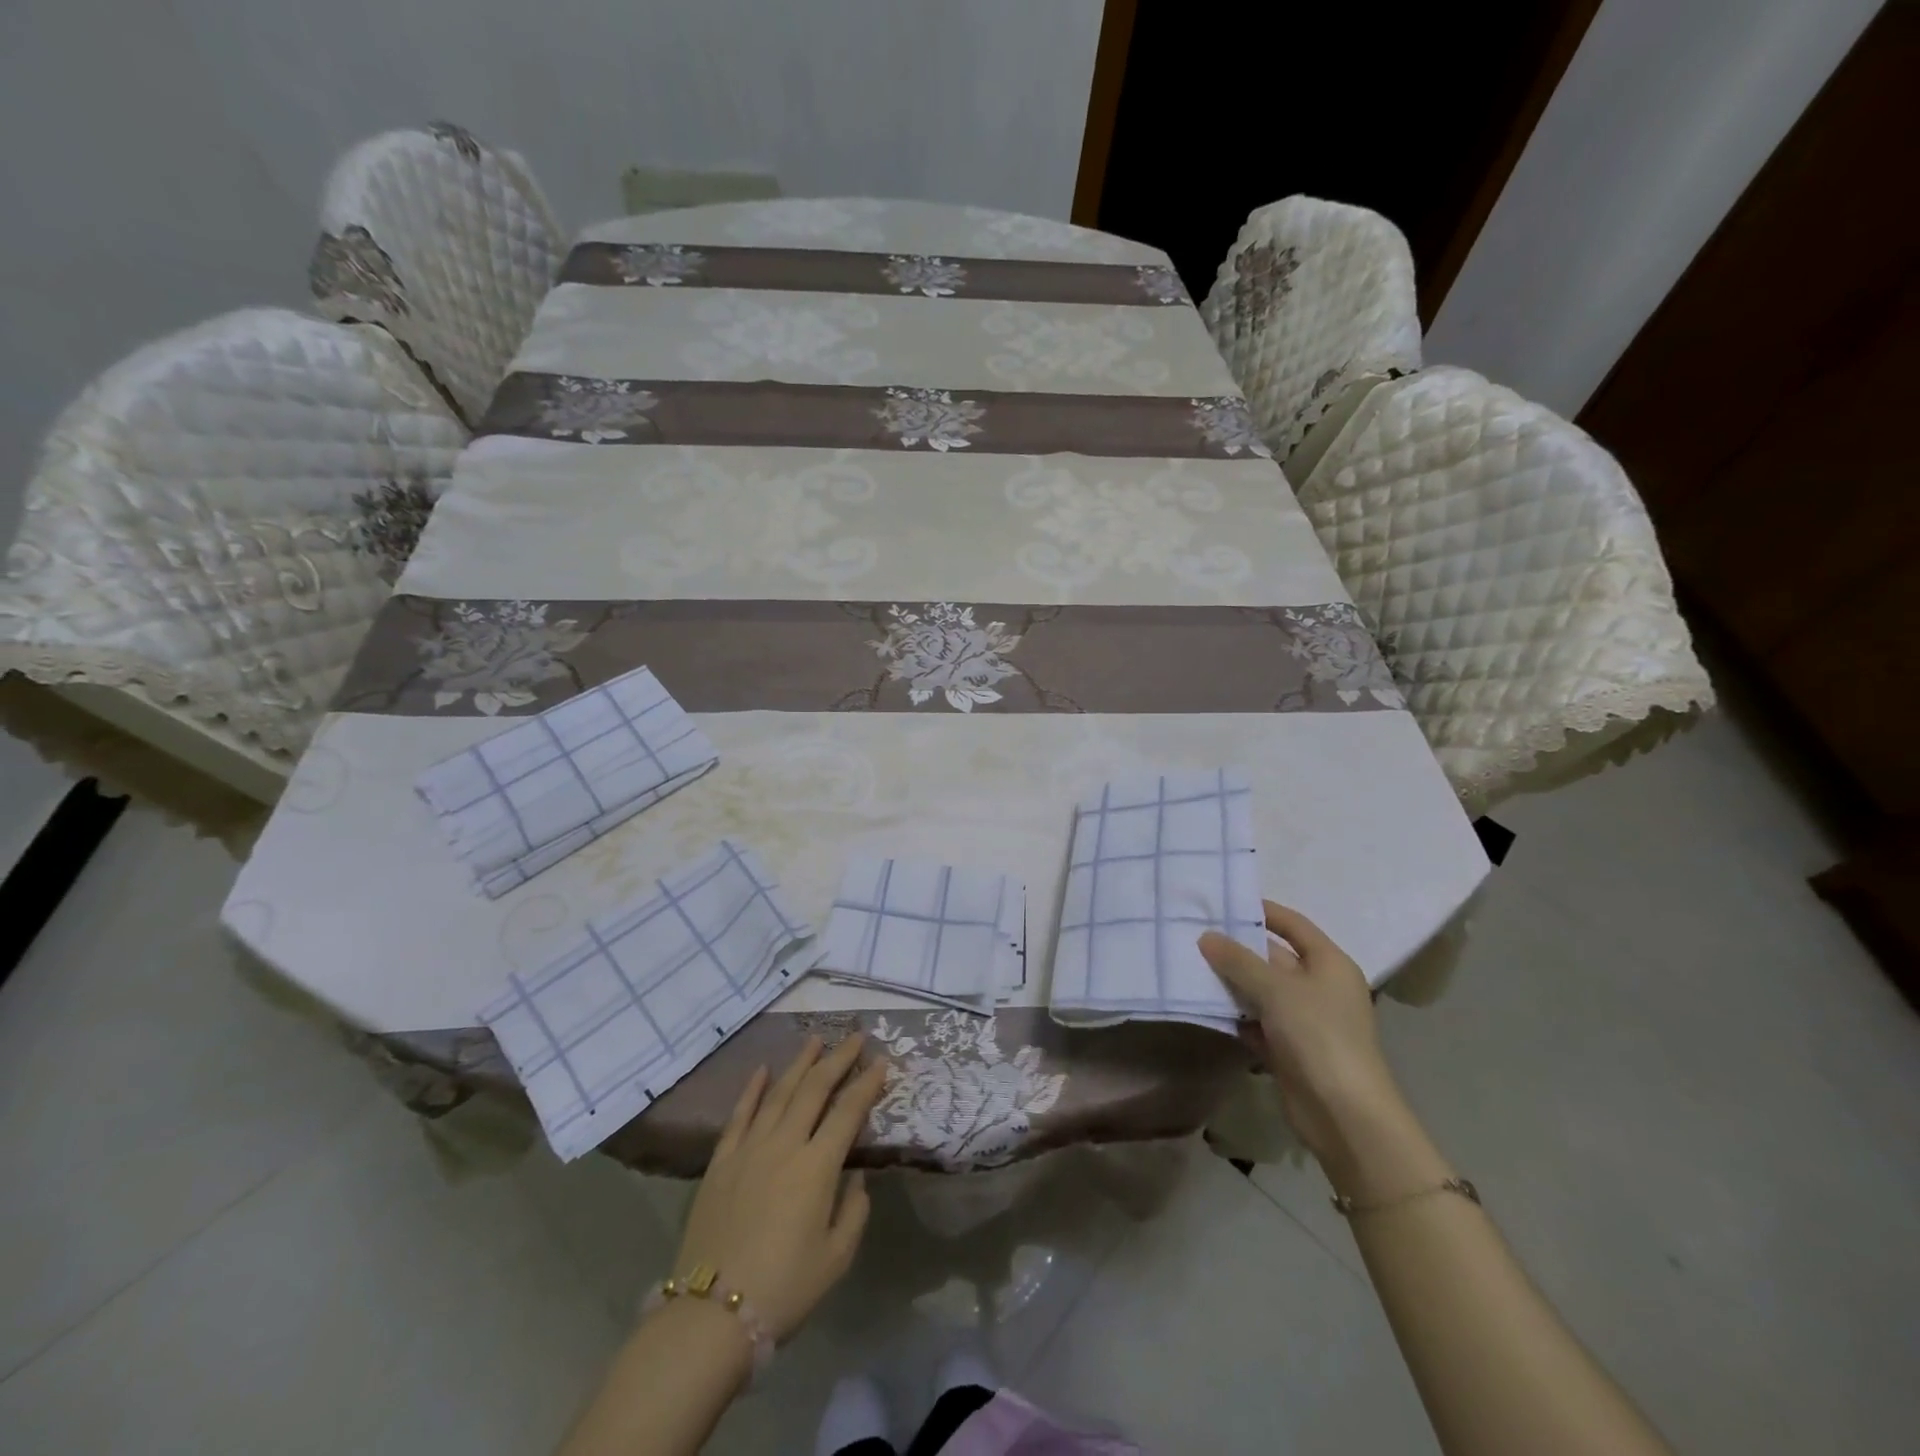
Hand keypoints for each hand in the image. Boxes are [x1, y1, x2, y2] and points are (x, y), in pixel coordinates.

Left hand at [668, 1035, 887, 1341]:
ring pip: (779, 1093)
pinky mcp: (720, 1162)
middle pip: (815, 1089)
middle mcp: (784, 1145)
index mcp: (817, 1167)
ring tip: (815, 1039)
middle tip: (855, 1036)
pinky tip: (763, 1070)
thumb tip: (856, 1180)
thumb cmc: (784, 1290)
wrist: (710, 1317)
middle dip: (838, 1059)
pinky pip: (740, 1115)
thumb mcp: (835, 1259)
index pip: (848, 1111)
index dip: (867, 1083)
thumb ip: (853, 1213)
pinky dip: (753, 1089)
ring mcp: (749, 1149)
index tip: (882, 1061)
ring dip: (800, 1063)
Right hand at [1198, 901, 1404, 1165]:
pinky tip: (1203, 1006)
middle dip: (1236, 949)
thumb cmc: (1318, 1035)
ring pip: (1260, 991)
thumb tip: (1206, 936)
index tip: (1224, 902)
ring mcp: (1304, 1020)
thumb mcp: (1276, 989)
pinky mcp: (1288, 1049)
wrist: (1344, 1114)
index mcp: (1329, 963)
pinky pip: (1255, 1021)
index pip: (1293, 925)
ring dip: (1230, 983)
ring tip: (1188, 965)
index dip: (1262, 911)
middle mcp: (1319, 987)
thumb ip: (1238, 960)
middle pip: (1273, 957)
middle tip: (1193, 933)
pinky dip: (1234, 1015)